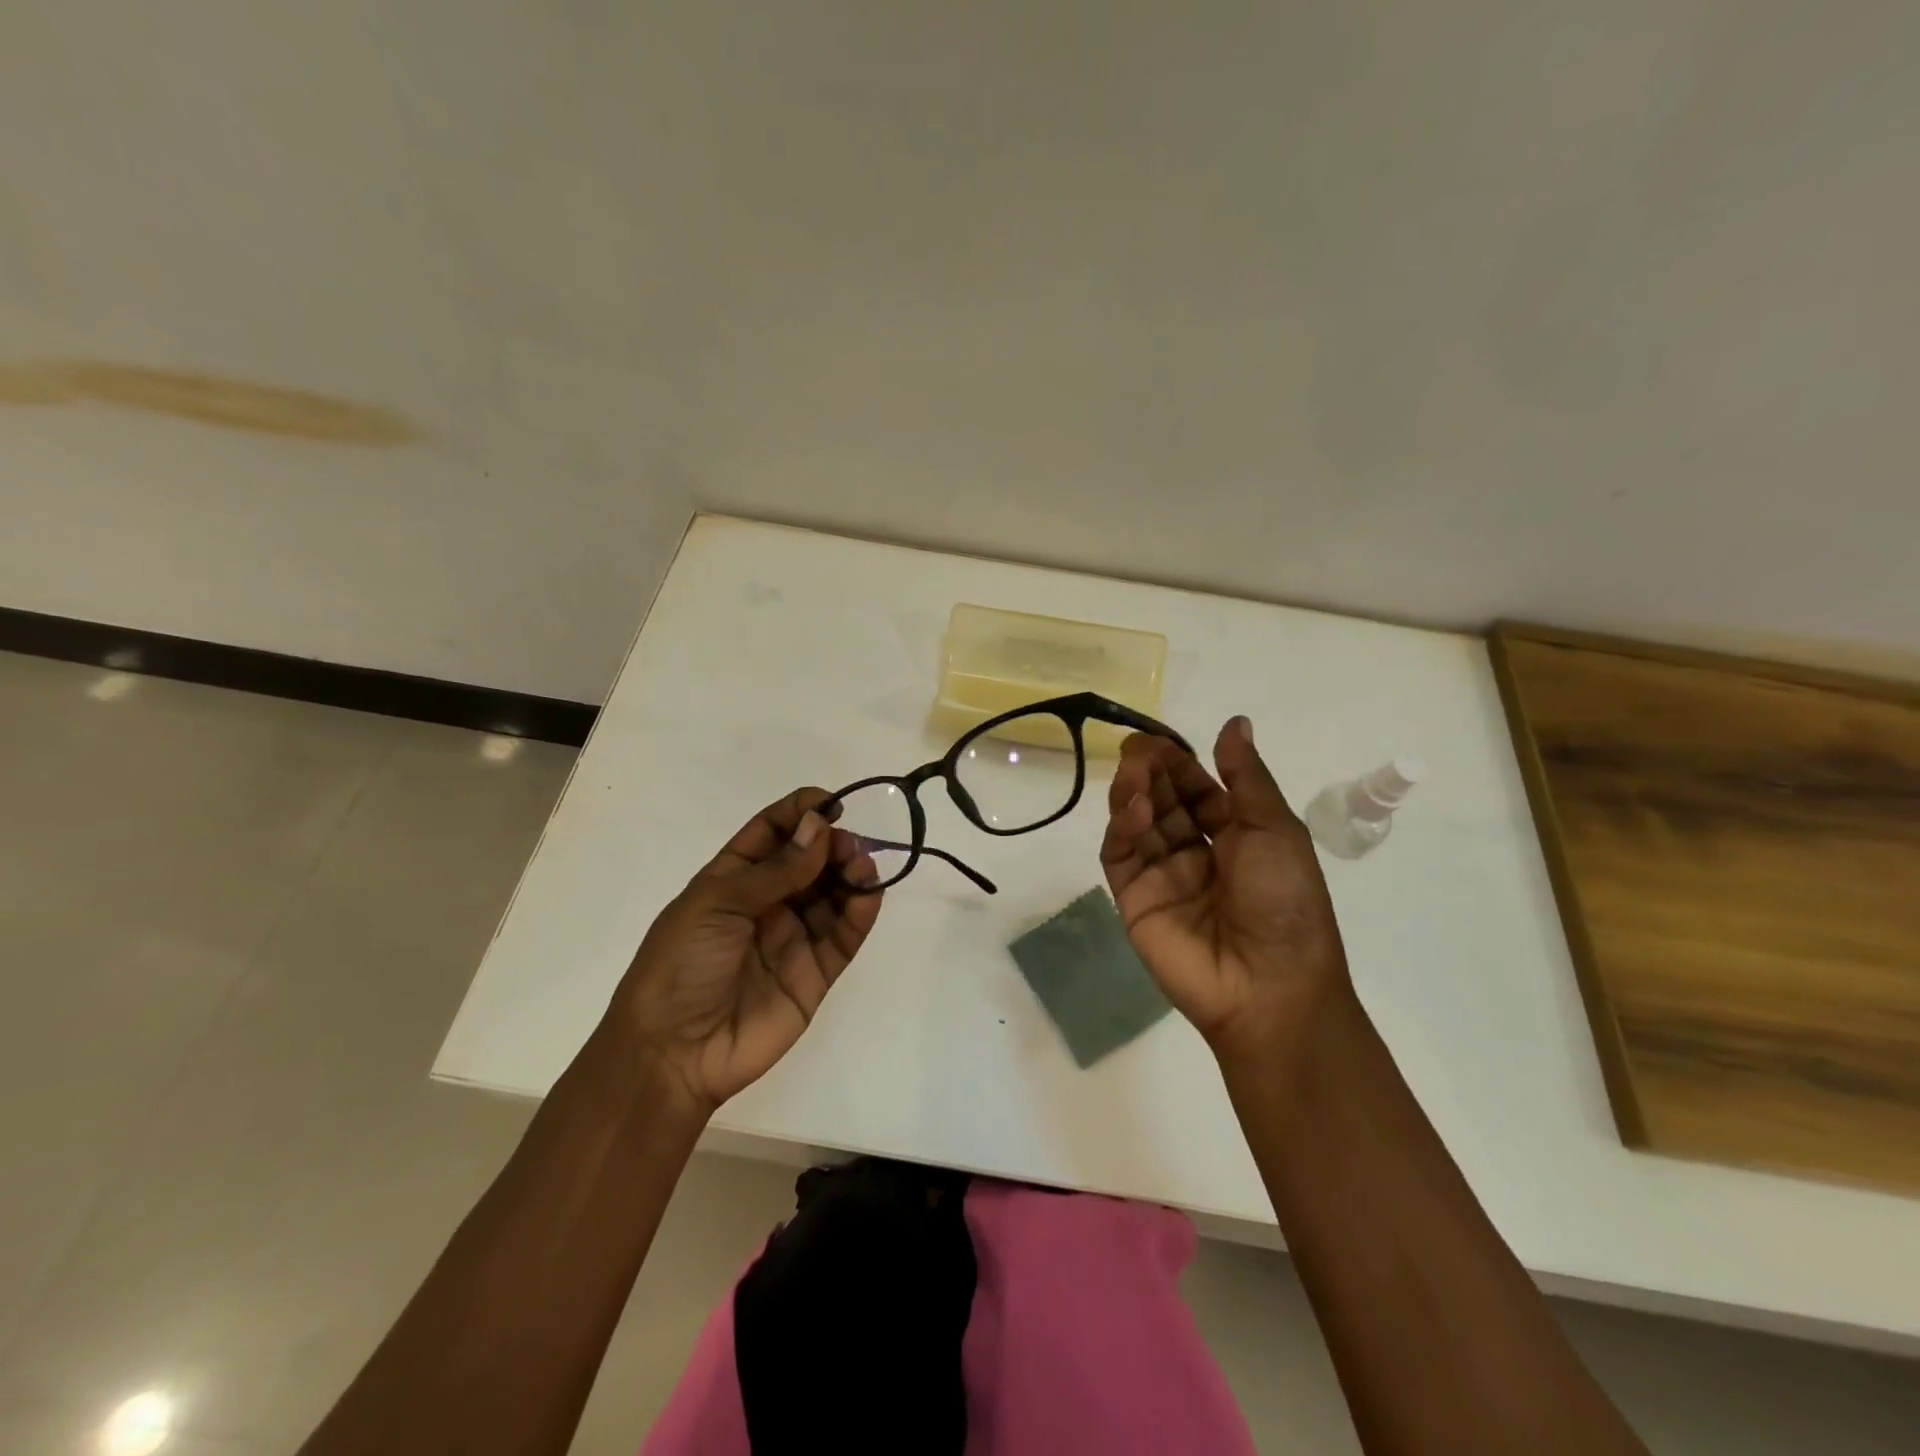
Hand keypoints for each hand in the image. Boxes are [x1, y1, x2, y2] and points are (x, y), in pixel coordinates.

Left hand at [610, 788, 881, 1113]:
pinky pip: (843, 936)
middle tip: (849, 844)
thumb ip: (776, 870)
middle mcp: (766, 903)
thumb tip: (820, 826)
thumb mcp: (718, 904)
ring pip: (832, 895)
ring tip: (862, 865)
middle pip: (809, 861)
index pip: (772, 832)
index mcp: (732, 879)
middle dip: (831, 844)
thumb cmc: (682, 965)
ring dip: (850, 874)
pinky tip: (869, 893)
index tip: (832, 804)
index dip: (801, 813)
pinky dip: (860, 912)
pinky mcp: (815, 974)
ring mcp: (792, 938)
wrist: (672, 1054)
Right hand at [1100, 716, 1350, 1062]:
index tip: (1160, 739)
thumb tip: (1235, 722)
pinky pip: (1120, 854)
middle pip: (1164, 801)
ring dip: (1134, 793)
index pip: (1198, 789)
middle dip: (1152, 772)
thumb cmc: (1285, 901)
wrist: (1270, 985)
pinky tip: (1135, 809)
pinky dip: (1122, 827)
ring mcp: (1162, 875)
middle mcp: (1196, 852)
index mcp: (1236, 836)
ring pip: (1137, 823)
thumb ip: (1245, 776)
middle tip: (1138, 748)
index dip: (1180, 763)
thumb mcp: (1275, 829)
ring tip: (1135, 771)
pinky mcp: (1133, 898)